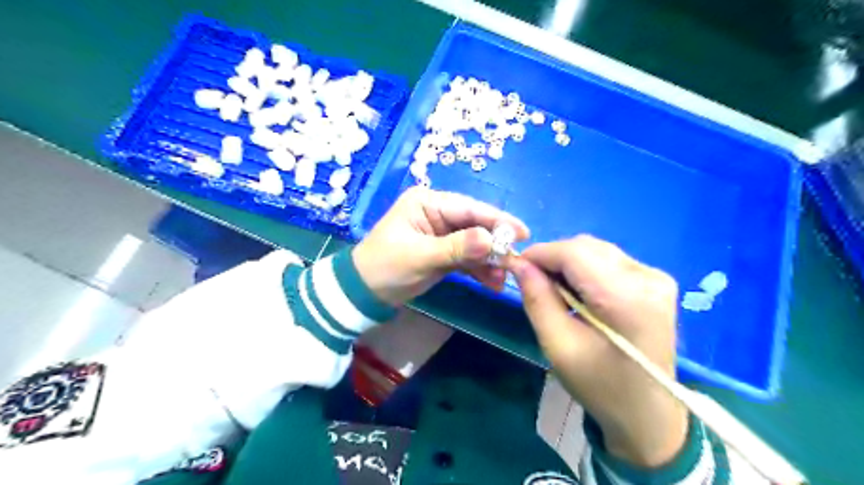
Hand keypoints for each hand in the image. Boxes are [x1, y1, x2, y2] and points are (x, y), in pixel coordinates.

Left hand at [353, 187, 529, 305]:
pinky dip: (479, 269)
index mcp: (427, 202)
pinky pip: (467, 257)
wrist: (363, 293)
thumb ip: (456, 248)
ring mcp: (441, 234)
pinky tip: (493, 282)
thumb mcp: (420, 257)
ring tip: (505, 278)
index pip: (468, 208)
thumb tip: (491, 240)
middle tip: (515, 261)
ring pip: (473, 243)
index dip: (497, 220)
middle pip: (475, 225)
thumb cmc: (385, 267)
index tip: (523, 233)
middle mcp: (437, 213)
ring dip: (489, 260)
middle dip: (495, 244)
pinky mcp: (443, 252)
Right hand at [507, 236, 689, 467]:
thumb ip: (537, 299)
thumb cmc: (600, 386)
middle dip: (552, 258)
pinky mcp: (656, 280)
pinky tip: (579, 293)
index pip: (573, 253)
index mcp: (626, 298)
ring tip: (555, 291)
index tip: (515, 266)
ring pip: (596, 250)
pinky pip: (609, 260)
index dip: (539, 253)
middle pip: (586, 247)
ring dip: (568, 263)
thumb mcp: (558, 345)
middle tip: (533, 282)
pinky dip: (586, 269)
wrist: (649, 414)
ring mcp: (656, 277)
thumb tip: (518, 264)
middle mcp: (647, 277)